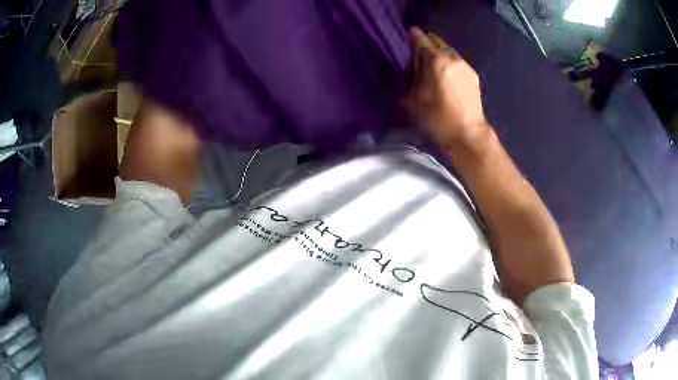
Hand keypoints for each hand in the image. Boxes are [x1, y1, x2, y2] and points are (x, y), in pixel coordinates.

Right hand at [408, 27, 488, 148]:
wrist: (469, 134)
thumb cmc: (439, 119)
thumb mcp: (415, 100)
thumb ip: (412, 78)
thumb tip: (411, 66)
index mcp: (437, 62)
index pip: (422, 40)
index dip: (414, 35)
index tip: (409, 33)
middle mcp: (453, 59)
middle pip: (438, 41)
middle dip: (427, 41)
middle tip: (418, 47)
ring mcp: (466, 67)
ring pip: (449, 50)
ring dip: (439, 51)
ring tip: (431, 59)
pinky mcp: (474, 76)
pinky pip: (457, 61)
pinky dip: (449, 60)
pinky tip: (445, 71)